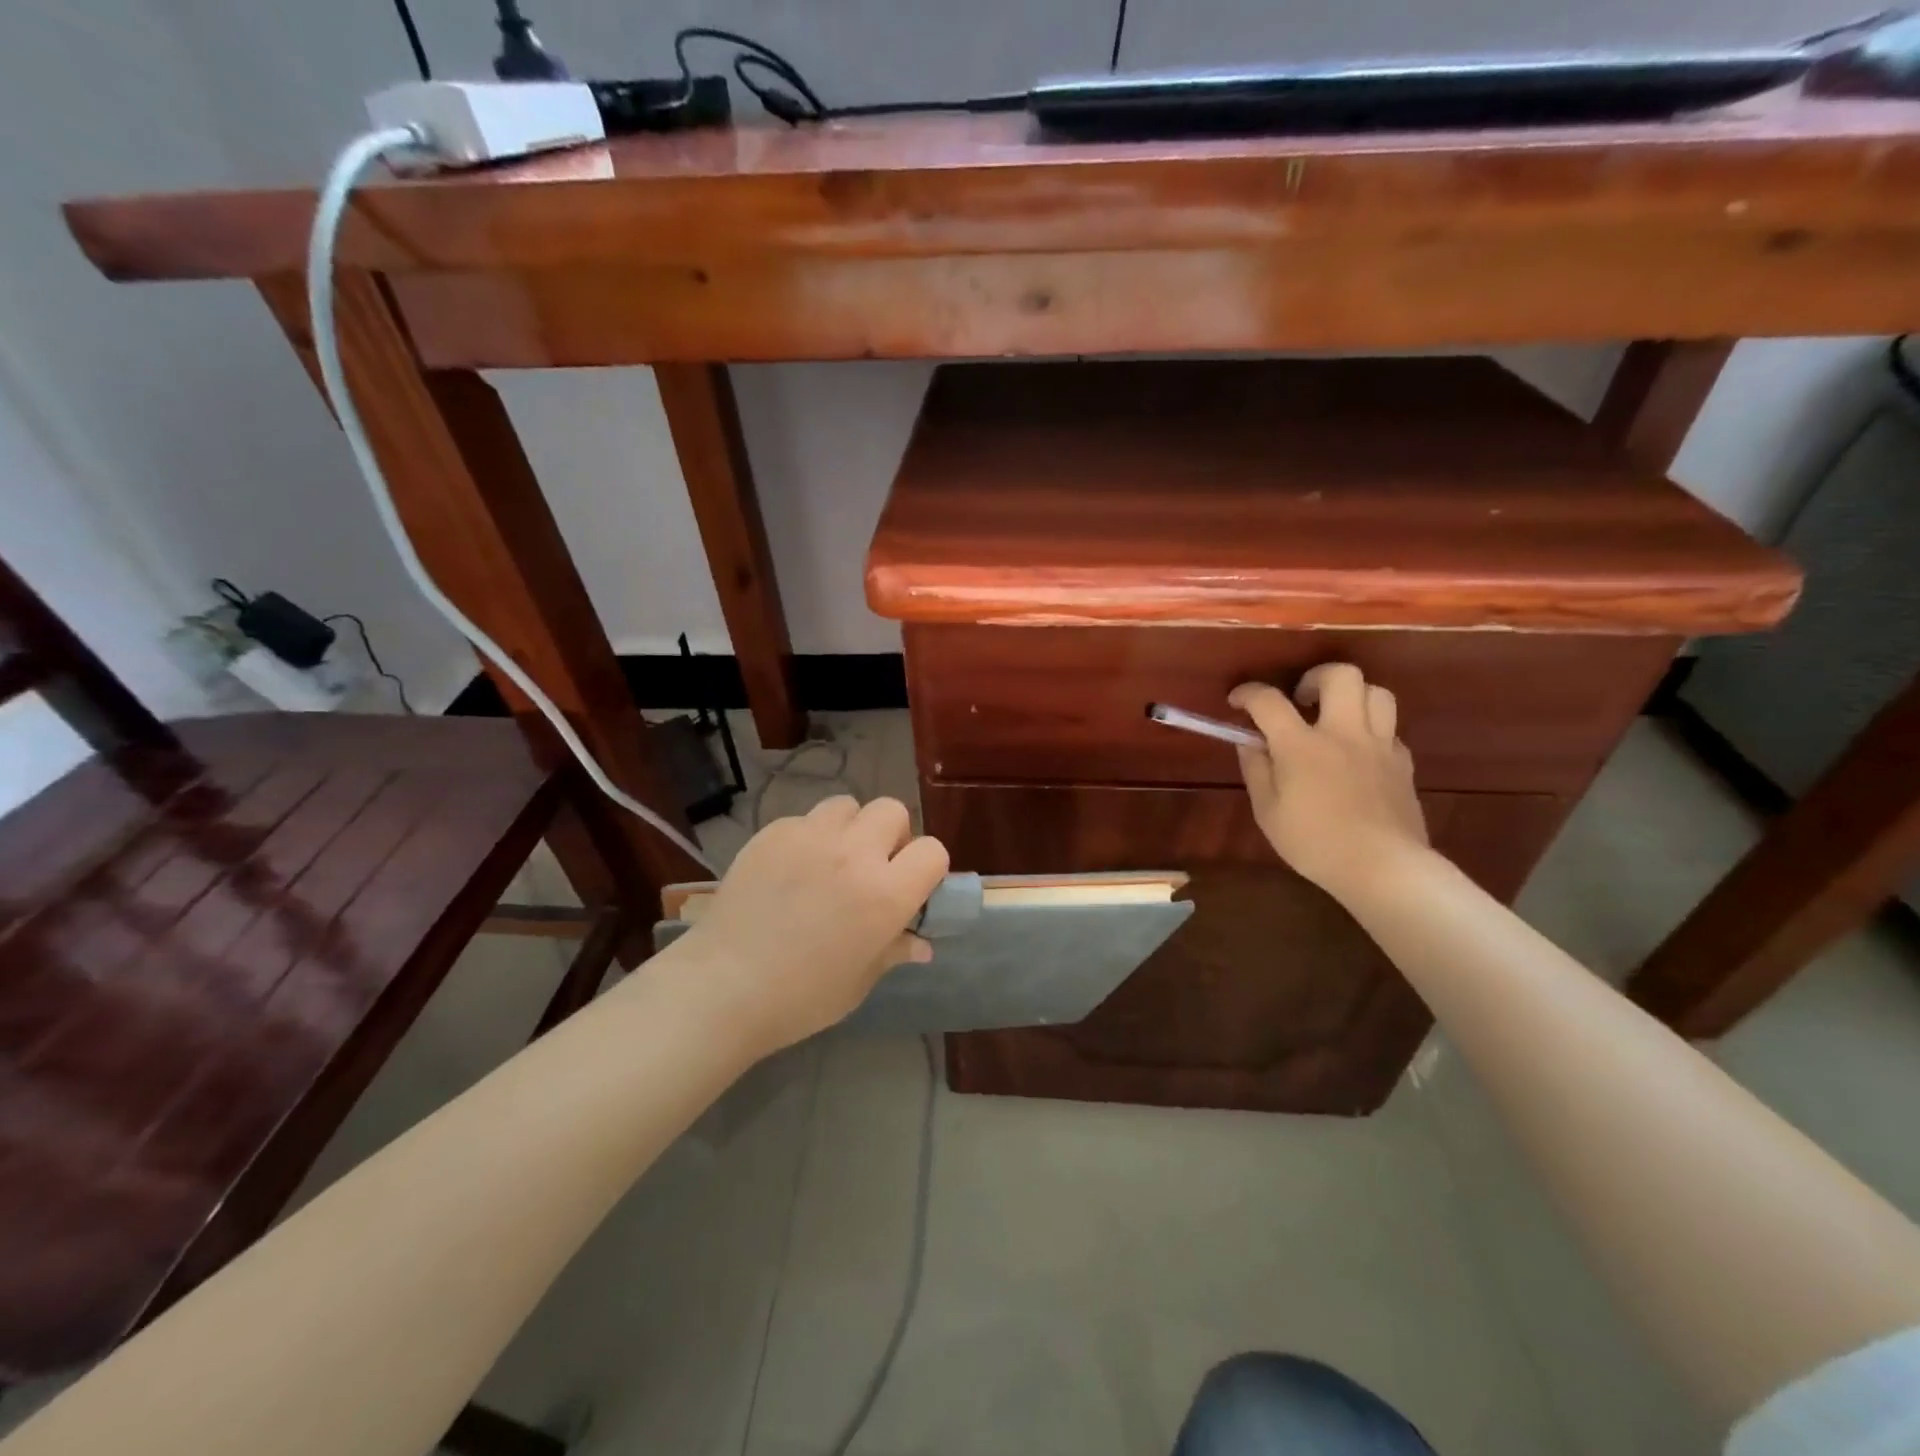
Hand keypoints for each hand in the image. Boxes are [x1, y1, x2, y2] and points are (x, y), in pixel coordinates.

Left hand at [683, 796, 949, 1052]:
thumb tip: (921, 944)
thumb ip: (893, 950)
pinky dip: (807, 837)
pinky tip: (789, 870)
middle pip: (892, 811)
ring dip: (849, 828)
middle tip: (872, 867)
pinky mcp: (772, 833)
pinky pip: (804, 820)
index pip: (933, 851)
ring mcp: (810, 837)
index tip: (911, 887)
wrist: (723, 986)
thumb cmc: (801, 996)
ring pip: (847, 805)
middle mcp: (854, 853)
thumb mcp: (859, 981)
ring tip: (830, 859)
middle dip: (891, 835)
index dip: (927, 868)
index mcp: (885, 893)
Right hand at [1230, 665, 1429, 904]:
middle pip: (1341, 675)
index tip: (1237, 701)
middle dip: (1315, 677)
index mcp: (1302, 745)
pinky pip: (1390, 728)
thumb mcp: (1268, 811)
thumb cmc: (1315, 843)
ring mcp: (1379, 745)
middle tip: (1300, 700)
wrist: (1383, 867)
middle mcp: (1343, 733)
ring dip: (1352, 695)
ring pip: (1376, 692)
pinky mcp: (1403, 762)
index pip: (1268, 701)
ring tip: (1335, 716)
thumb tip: (1250, 743)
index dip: (1248, 693)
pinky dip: (1370, 730)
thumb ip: (1256, 770)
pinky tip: (1357, 753)